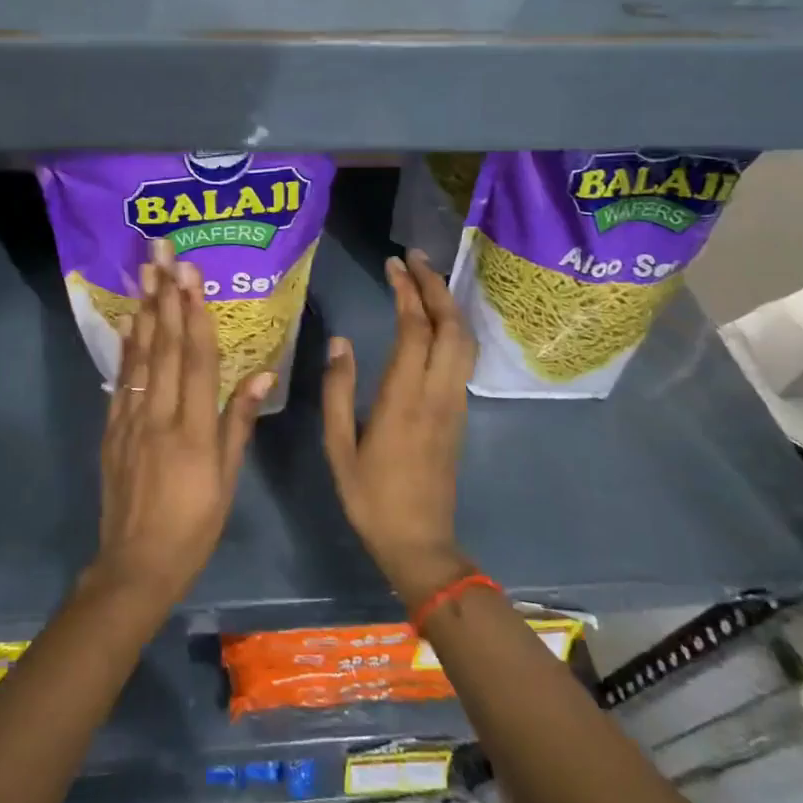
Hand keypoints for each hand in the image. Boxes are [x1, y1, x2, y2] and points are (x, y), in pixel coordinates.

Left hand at [88, 239, 271, 614]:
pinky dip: (124, 349)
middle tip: (162, 255)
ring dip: (144, 312)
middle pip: (165, 347)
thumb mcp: (227, 481)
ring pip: (140, 357)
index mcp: (194, 429)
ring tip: (144, 274)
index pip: (197, 360)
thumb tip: (261, 376)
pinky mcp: (112, 430)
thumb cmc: (194, 525)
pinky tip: (127, 323)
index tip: (192, 275)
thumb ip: (239, 424)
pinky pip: (120, 381)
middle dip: (165, 296)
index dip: (195, 314)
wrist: (135, 564)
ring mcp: (130, 420)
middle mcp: (159, 415)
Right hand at [323, 249, 476, 605]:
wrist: (420, 543)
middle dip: (435, 286)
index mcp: (403, 399)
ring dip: (448, 304)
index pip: (414, 330)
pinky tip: (436, 320)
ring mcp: (454, 403)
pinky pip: (463, 358)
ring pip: (464, 341)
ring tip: (426, 279)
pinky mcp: (459, 414)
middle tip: (414, 258)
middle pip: (450, 327)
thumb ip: (338, 391)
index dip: (406, 292)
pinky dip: (453, 328)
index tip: (392, 264)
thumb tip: (340, 342)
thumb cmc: (370, 497)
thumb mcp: (338, 447)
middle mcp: (437, 394)